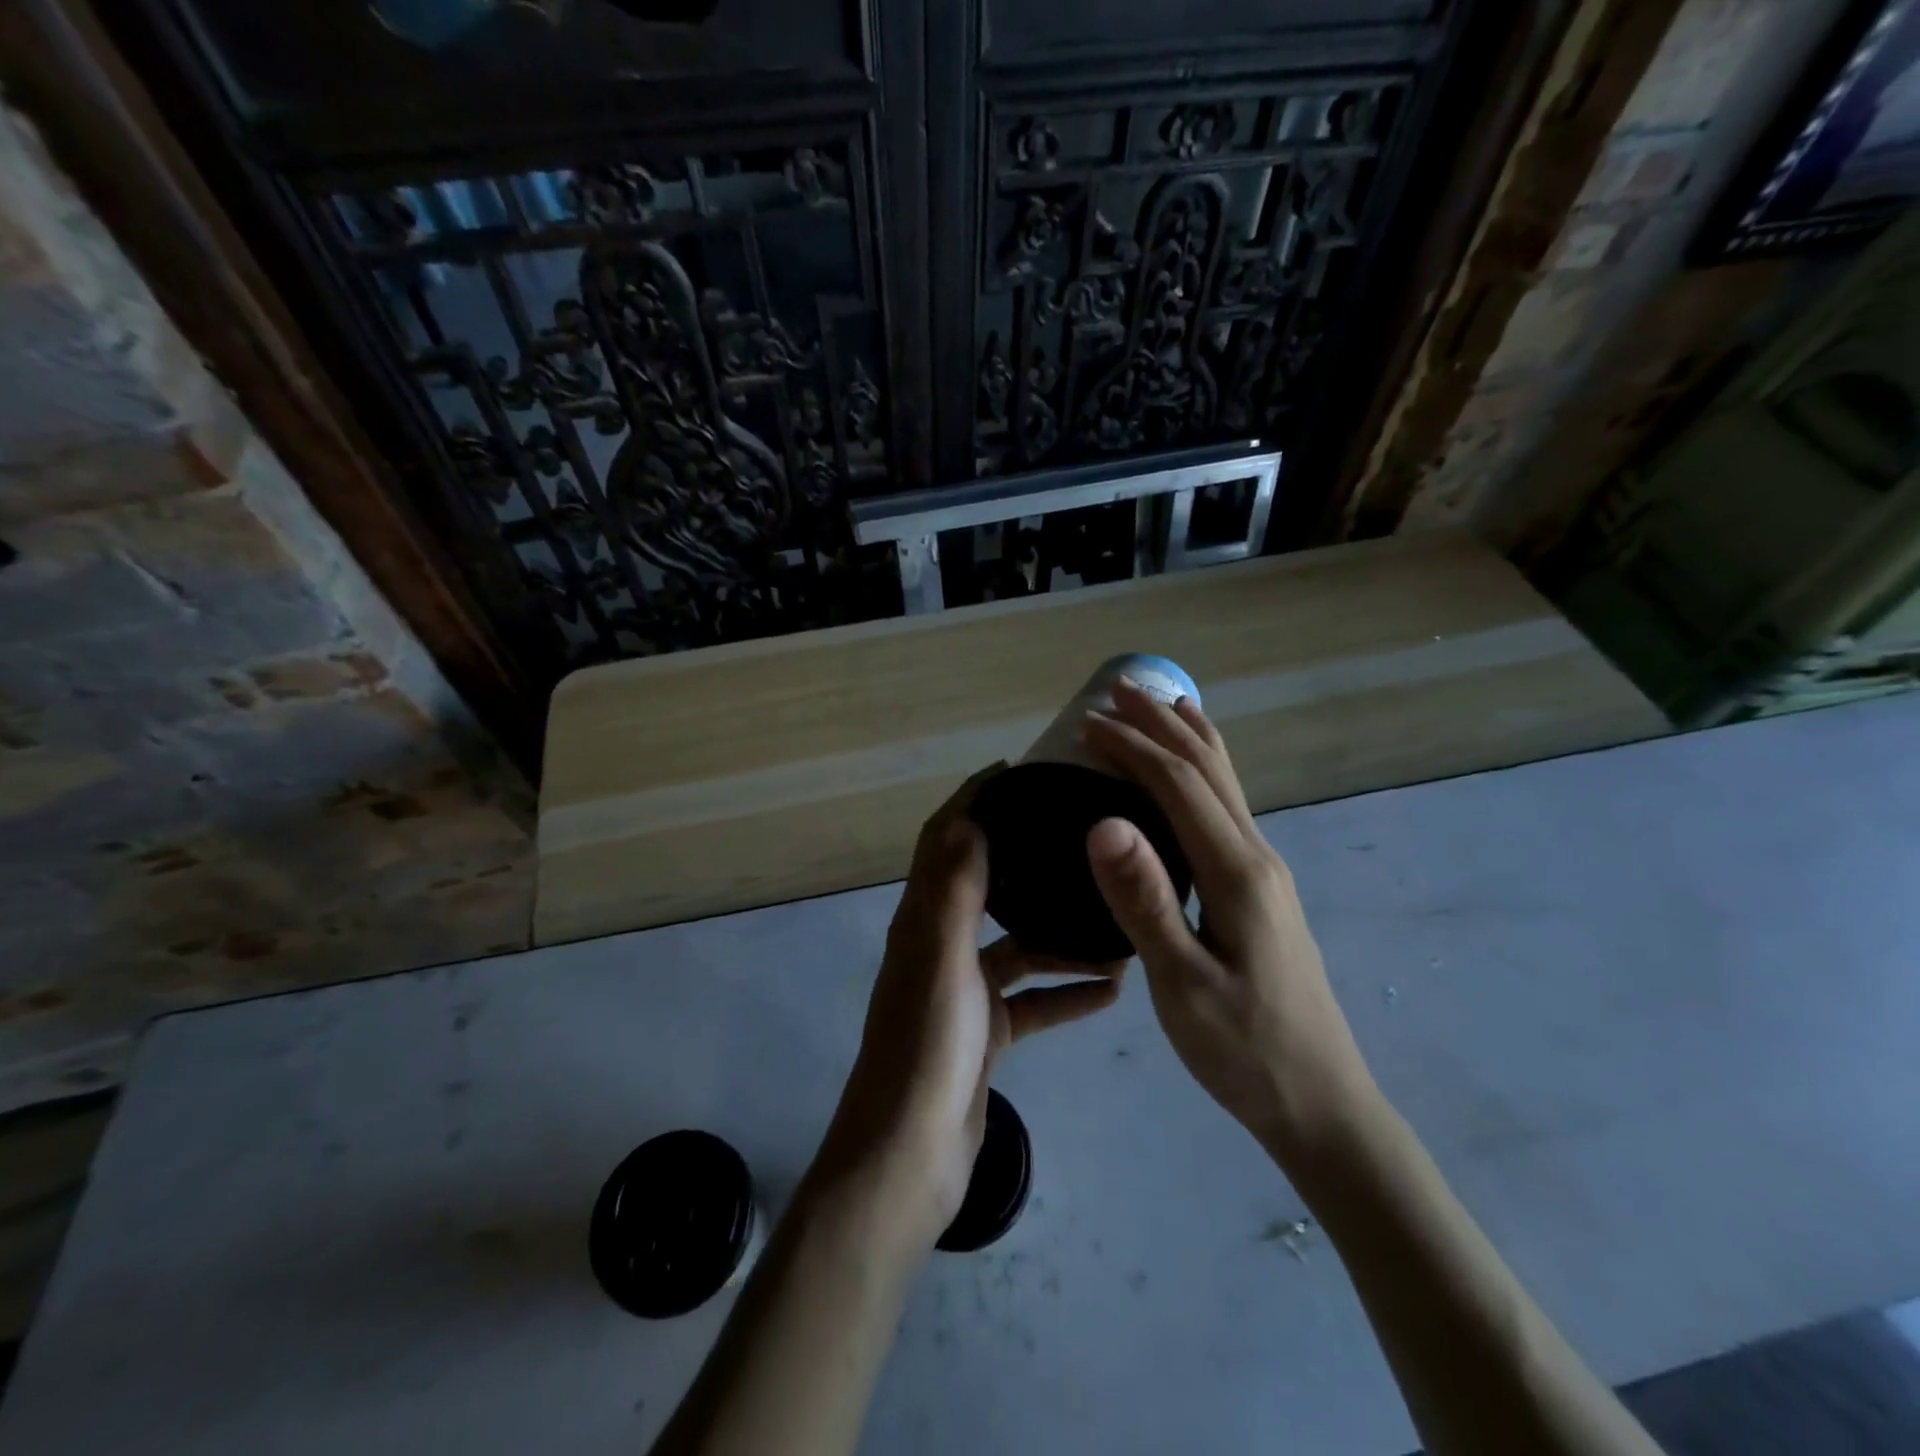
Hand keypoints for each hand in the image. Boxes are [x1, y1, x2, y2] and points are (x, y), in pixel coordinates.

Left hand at [815, 765, 1123, 1247]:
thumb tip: (966, 818)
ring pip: (1019, 947)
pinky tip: (1112, 988)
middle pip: (985, 887)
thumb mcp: (942, 960)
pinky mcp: (986, 1032)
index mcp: (923, 922)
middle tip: (1077, 833)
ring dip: (1060, 934)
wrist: (911, 1157)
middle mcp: (940, 947)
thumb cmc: (927, 1050)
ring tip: (1115, 918)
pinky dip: (1066, 991)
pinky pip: (1033, 999)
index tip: (1014, 773)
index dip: (970, 802)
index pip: (942, 842)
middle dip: (1023, 856)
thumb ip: (953, 891)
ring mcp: (964, 992)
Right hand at [1083, 681, 1376, 1161]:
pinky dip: (1205, 772)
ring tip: (1161, 705)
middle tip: (1116, 689)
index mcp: (1237, 872)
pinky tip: (1195, 777)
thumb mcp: (1183, 985)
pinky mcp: (1261, 889)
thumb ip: (1145, 901)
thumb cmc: (1244, 1049)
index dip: (1132, 747)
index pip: (1178, 786)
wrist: (1321, 1103)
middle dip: (1161, 724)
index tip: (1084, 724)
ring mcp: (1265, 871)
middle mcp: (1257, 855)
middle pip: (1208, 769)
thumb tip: (1104, 822)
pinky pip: (1229, 807)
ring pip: (1226, 783)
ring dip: (1189, 738)